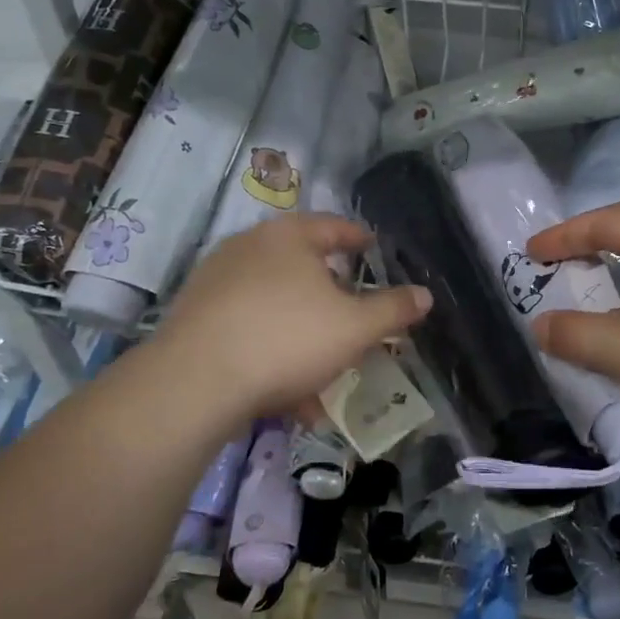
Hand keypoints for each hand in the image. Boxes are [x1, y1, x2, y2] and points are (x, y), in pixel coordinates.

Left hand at [138, 215, 431, 428]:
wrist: (194, 383)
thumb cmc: (287, 339)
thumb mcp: (355, 327)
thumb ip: (393, 309)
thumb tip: (424, 295)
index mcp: (289, 236)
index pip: (334, 227)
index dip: (359, 239)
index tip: (374, 249)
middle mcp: (249, 248)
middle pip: (302, 265)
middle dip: (332, 293)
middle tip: (353, 312)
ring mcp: (216, 282)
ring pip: (276, 303)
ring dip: (303, 330)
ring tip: (324, 366)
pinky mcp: (194, 318)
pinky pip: (248, 328)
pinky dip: (272, 350)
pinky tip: (287, 391)